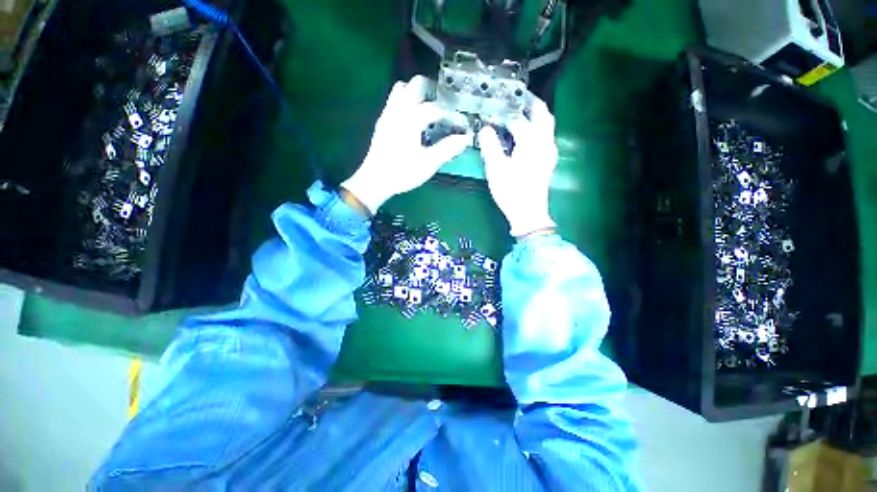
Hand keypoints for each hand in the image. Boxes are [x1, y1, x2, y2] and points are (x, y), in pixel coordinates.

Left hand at [341, 76, 470, 214]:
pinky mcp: (382, 122)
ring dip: (417, 94)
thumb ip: (447, 149)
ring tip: (429, 110)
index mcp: (411, 119)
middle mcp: (398, 110)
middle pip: (416, 85)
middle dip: (433, 92)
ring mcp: (388, 114)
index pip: (436, 108)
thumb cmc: (402, 173)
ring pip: (402, 89)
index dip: (452, 115)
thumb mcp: (428, 164)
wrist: (375, 181)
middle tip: (445, 107)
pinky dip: (406, 102)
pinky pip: (394, 101)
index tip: (463, 124)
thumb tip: (465, 138)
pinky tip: (413, 119)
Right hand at [478, 94, 557, 237]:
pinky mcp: (547, 161)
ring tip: (519, 112)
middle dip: (530, 102)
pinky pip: (545, 136)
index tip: (493, 106)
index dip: (504, 112)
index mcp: (531, 142)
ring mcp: (549, 152)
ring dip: (535, 115)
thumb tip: (485, 128)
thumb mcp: (496, 169)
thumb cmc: (511, 192)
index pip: (517, 119)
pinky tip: (525, 135)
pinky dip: (537, 129)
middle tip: (515, 97)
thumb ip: (490, 146)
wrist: (528, 213)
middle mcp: (544, 142)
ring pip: (546, 125)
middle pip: (542, 113)